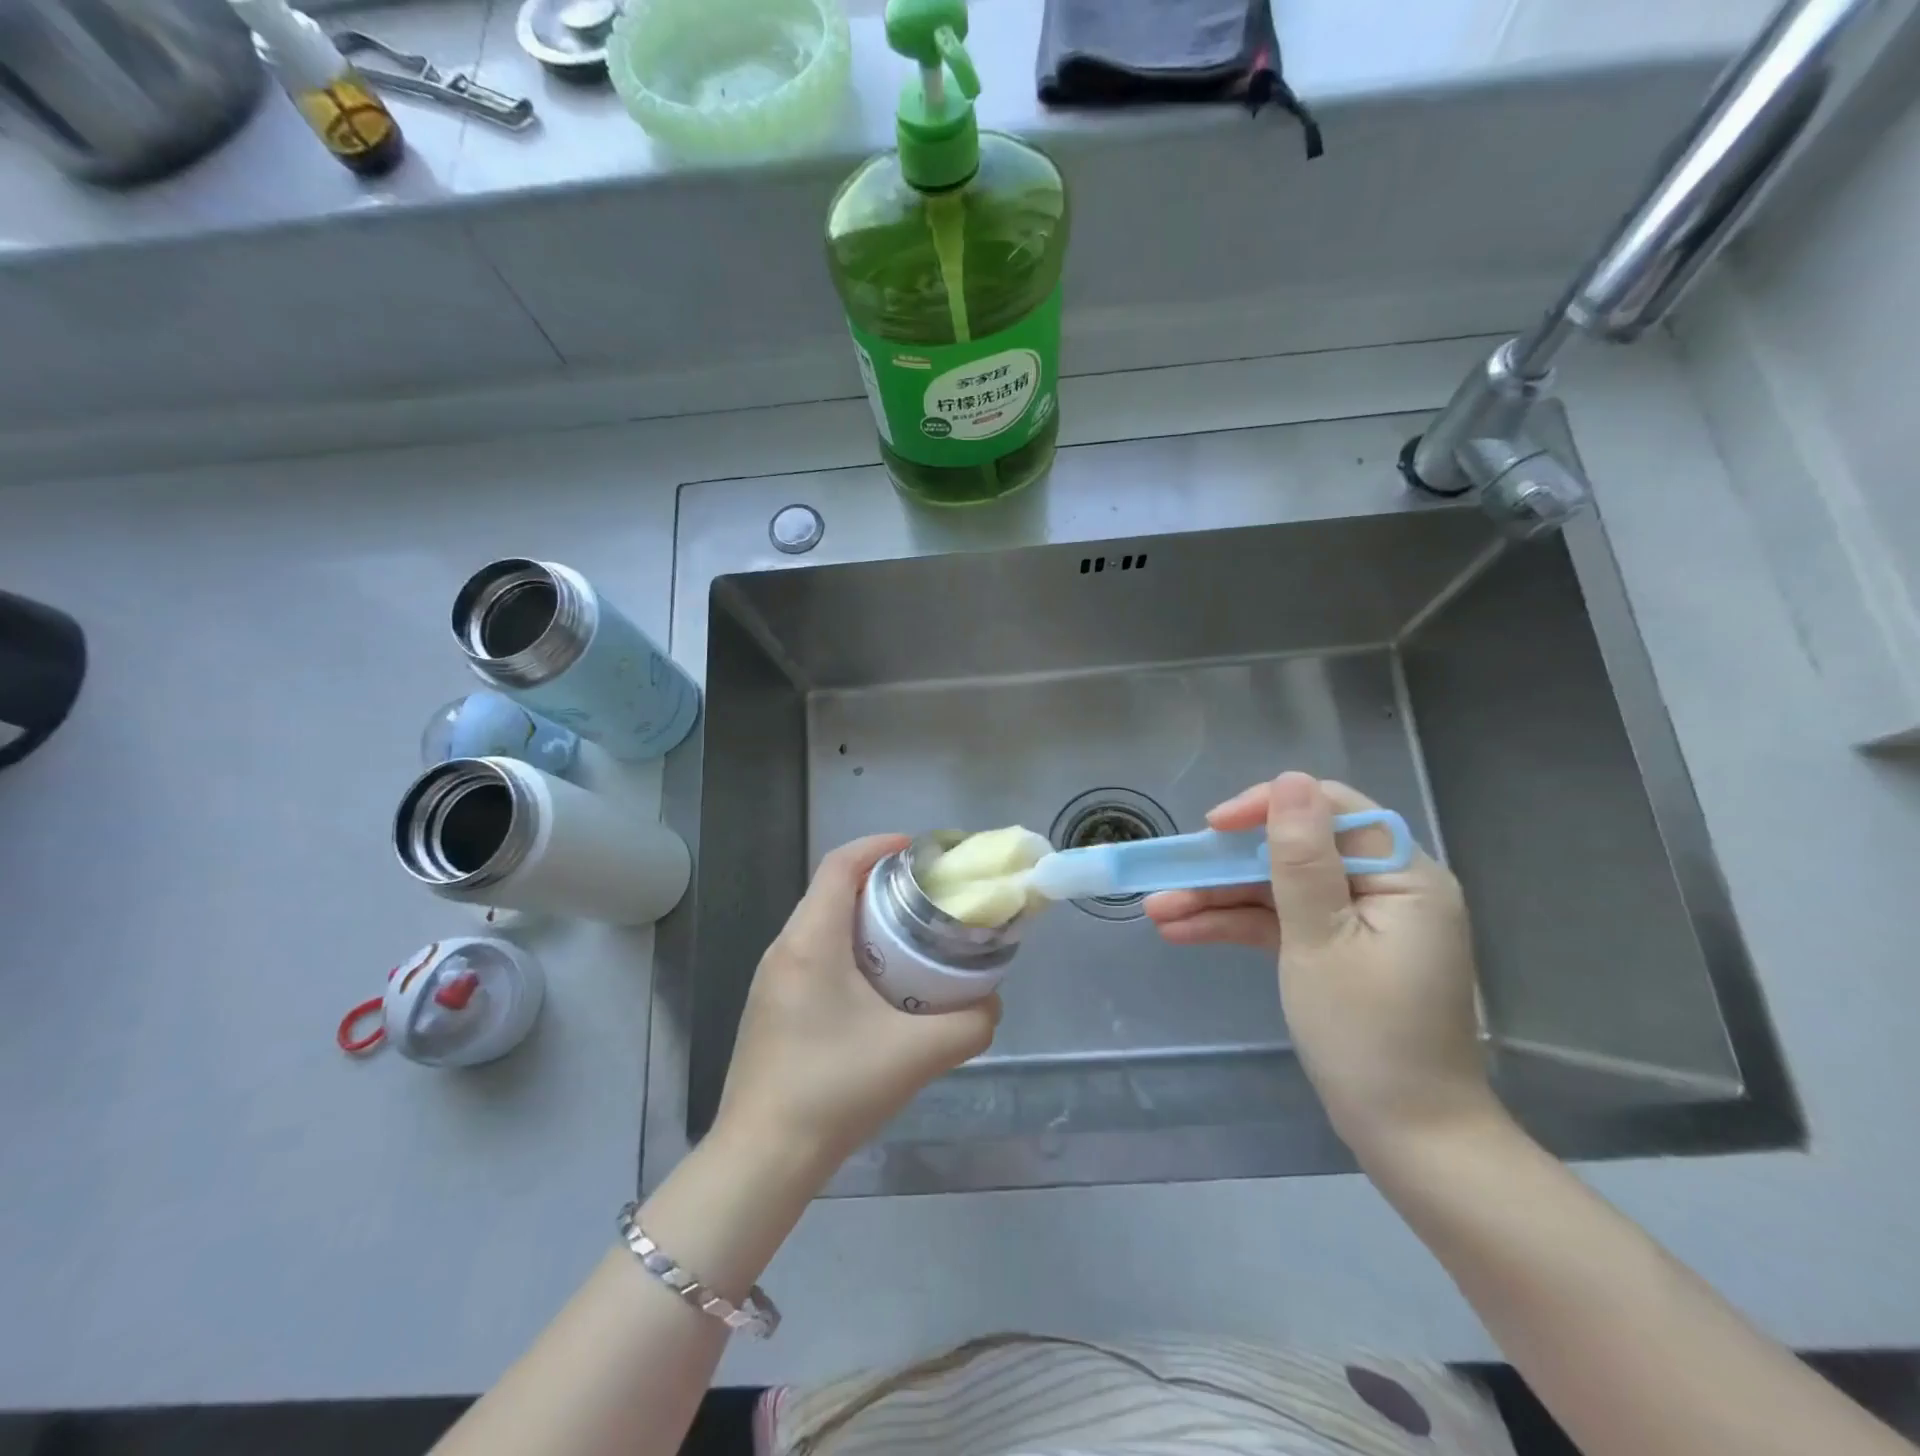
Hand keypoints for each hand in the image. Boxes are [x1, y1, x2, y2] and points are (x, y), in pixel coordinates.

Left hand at [716, 834, 1000, 1174]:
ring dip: (866, 919)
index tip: (920, 853)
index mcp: (810, 941)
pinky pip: (814, 954)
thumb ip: (970, 1023)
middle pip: (833, 890)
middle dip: (881, 884)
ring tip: (911, 939)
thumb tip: (991, 1003)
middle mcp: (784, 948)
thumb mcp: (917, 1054)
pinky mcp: (771, 1006)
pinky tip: (879, 987)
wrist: (762, 1159)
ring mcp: (772, 978)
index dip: (879, 846)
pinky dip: (850, 949)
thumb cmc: (834, 1090)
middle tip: (928, 899)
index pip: (840, 865)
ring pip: (823, 924)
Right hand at [1145, 772, 1496, 1157]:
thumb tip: (1290, 781)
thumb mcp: (1320, 940)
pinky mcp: (1337, 950)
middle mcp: (1385, 889)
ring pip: (1279, 890)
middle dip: (1227, 866)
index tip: (1213, 827)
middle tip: (1170, 875)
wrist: (1409, 1139)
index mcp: (1402, 876)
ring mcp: (1359, 922)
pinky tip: (1182, 931)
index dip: (1267, 808)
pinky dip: (1238, 926)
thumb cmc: (1367, 1036)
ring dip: (1220, 899)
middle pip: (1295, 851)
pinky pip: (1283, 923)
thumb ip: (1300, 858)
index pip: (1331, 811)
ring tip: (1157, 911)